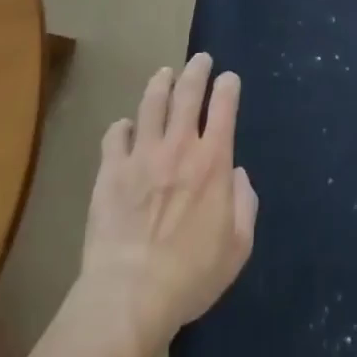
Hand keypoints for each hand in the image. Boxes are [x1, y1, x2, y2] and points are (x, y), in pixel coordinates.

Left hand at [77, 53, 257, 349]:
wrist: (129, 296)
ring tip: (165, 75)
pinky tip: (126, 127)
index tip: (229, 79)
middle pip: (188, 91)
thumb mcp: (237, 248)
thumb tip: (237, 175)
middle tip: (200, 60)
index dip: (228, 86)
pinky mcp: (110, 170)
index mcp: (213, 161)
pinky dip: (123, 126)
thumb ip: (246, 205)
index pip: (224, 105)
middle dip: (197, 70)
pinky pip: (115, 134)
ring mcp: (141, 154)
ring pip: (152, 102)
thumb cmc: (190, 276)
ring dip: (161, 83)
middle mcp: (179, 146)